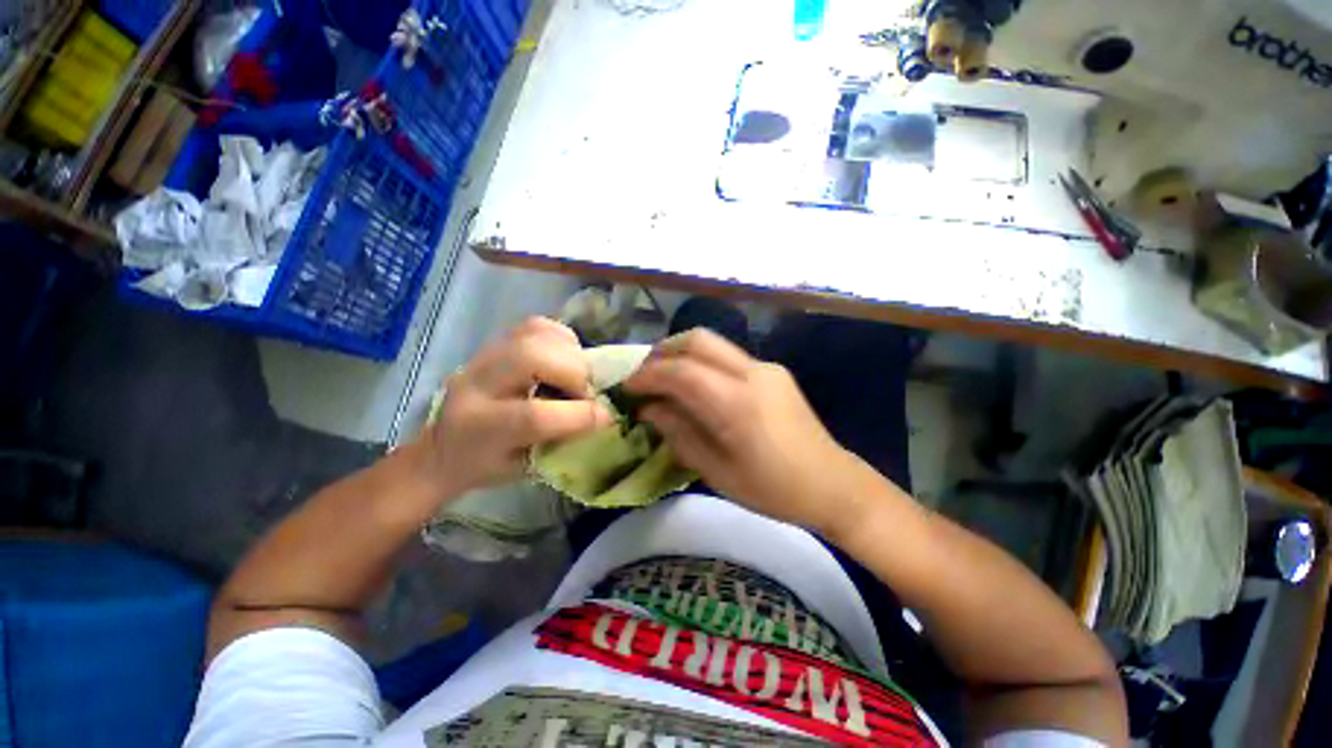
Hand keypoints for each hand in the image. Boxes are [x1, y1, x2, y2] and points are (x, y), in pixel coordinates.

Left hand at [414, 317, 612, 498]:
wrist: (443, 445)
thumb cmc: (484, 465)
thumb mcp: (522, 469)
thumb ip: (561, 441)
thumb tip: (603, 415)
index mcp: (479, 428)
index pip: (533, 416)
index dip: (579, 415)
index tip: (607, 417)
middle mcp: (476, 383)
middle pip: (532, 358)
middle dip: (574, 373)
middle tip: (585, 393)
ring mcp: (484, 355)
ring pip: (535, 334)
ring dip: (570, 353)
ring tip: (575, 375)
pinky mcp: (495, 341)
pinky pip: (536, 325)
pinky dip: (561, 339)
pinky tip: (565, 358)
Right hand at [625, 328, 872, 536]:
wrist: (832, 483)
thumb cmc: (772, 489)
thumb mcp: (717, 470)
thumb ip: (679, 432)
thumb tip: (648, 409)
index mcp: (738, 404)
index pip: (681, 372)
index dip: (648, 376)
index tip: (627, 388)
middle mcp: (752, 373)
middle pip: (697, 340)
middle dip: (662, 352)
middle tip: (643, 376)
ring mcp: (765, 367)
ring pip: (712, 342)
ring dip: (680, 353)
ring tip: (662, 378)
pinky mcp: (772, 370)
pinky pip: (726, 355)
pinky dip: (701, 362)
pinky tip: (693, 385)